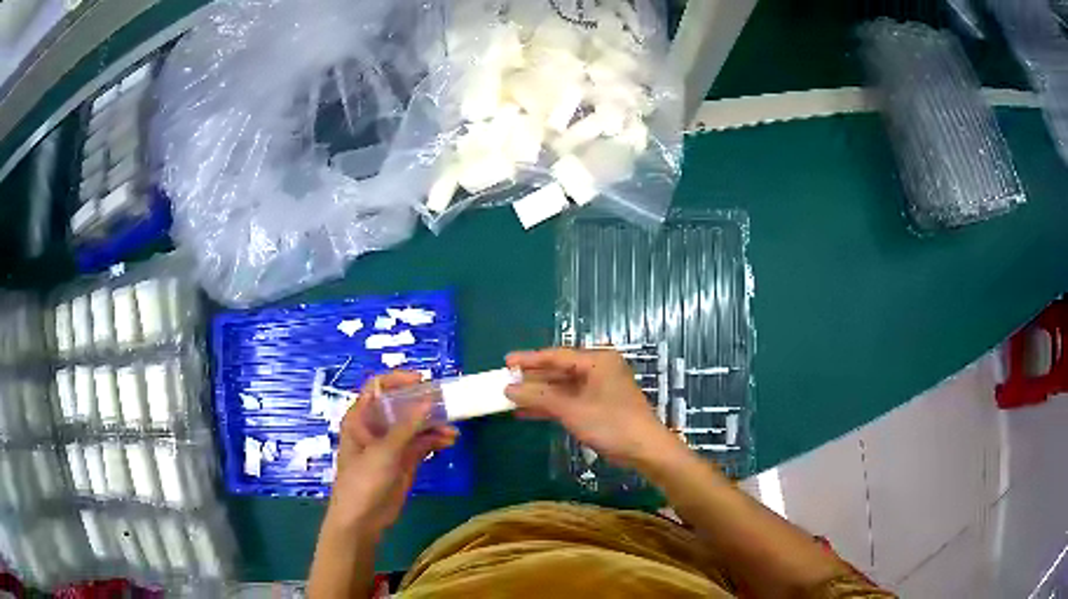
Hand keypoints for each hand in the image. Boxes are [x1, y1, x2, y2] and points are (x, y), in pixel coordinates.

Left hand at [327, 371, 458, 534]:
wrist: (362, 519)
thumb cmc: (363, 480)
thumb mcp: (384, 451)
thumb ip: (408, 426)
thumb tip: (429, 401)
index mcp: (361, 417)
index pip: (378, 388)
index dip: (398, 380)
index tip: (423, 381)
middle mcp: (376, 427)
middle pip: (401, 405)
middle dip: (423, 404)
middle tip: (447, 404)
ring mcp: (391, 445)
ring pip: (415, 425)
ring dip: (434, 424)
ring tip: (452, 429)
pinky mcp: (404, 461)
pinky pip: (422, 444)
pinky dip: (436, 440)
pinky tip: (450, 441)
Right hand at [505, 348, 681, 469]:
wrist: (644, 450)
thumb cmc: (611, 424)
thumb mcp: (572, 409)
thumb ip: (539, 397)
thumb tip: (509, 388)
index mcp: (597, 361)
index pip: (557, 355)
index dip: (529, 359)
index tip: (506, 362)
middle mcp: (598, 370)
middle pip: (559, 370)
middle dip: (532, 378)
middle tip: (505, 380)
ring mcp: (599, 389)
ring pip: (562, 387)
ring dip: (538, 394)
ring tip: (510, 398)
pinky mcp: (598, 406)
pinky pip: (568, 400)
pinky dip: (550, 406)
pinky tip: (527, 413)